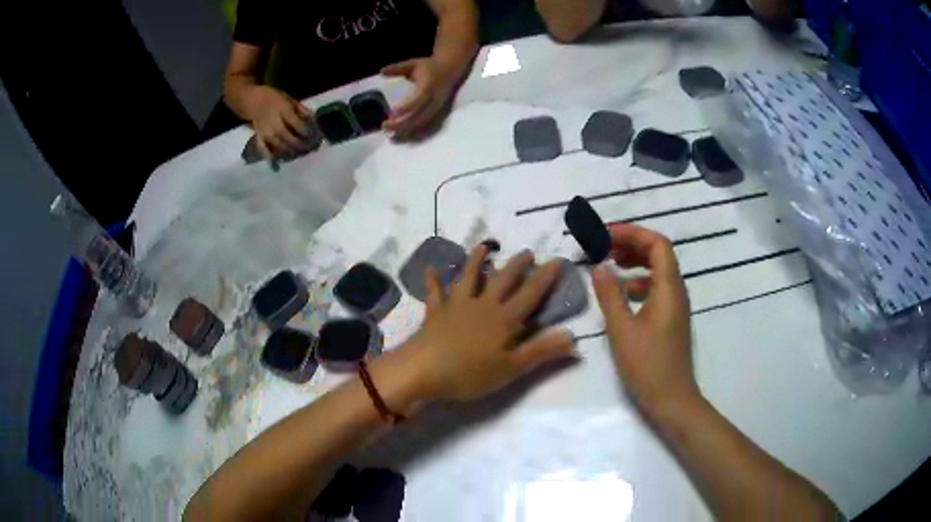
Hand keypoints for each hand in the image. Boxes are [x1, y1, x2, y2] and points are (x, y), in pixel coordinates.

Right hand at [246, 86, 311, 158]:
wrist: (252, 100)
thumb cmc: (274, 98)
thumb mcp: (289, 99)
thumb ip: (301, 109)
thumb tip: (313, 120)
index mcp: (282, 110)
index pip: (295, 123)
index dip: (304, 130)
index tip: (312, 135)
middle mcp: (273, 122)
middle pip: (287, 136)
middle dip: (298, 144)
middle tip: (308, 148)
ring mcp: (265, 131)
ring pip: (278, 145)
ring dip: (289, 151)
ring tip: (298, 154)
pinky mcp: (258, 137)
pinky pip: (263, 149)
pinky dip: (269, 157)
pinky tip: (277, 164)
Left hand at [381, 57, 456, 137]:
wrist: (452, 70)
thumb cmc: (429, 66)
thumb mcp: (413, 64)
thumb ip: (398, 68)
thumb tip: (382, 71)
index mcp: (429, 85)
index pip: (418, 99)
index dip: (406, 107)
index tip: (391, 113)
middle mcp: (435, 99)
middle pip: (420, 115)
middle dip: (402, 123)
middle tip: (385, 126)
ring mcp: (437, 108)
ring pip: (422, 122)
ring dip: (406, 130)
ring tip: (390, 134)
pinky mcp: (438, 113)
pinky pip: (426, 125)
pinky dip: (414, 131)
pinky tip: (402, 135)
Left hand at [409, 245, 576, 401]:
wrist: (423, 370)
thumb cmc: (470, 373)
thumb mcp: (511, 368)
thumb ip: (541, 351)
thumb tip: (573, 337)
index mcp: (504, 319)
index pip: (531, 294)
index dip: (545, 277)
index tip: (557, 260)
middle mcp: (483, 306)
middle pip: (503, 280)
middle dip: (517, 265)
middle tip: (527, 251)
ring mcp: (457, 306)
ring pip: (470, 278)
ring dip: (477, 261)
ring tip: (483, 246)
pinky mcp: (435, 312)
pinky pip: (435, 293)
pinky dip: (433, 281)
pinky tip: (431, 270)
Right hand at [591, 224, 697, 413]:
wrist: (671, 398)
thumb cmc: (647, 365)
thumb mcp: (622, 330)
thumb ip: (610, 295)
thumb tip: (599, 266)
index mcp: (668, 288)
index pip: (657, 243)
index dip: (632, 233)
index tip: (605, 235)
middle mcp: (676, 290)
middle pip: (658, 253)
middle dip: (631, 243)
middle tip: (604, 246)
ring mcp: (675, 305)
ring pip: (657, 270)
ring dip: (634, 261)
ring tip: (609, 263)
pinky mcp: (670, 318)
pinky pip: (656, 287)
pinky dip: (638, 281)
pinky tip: (621, 293)